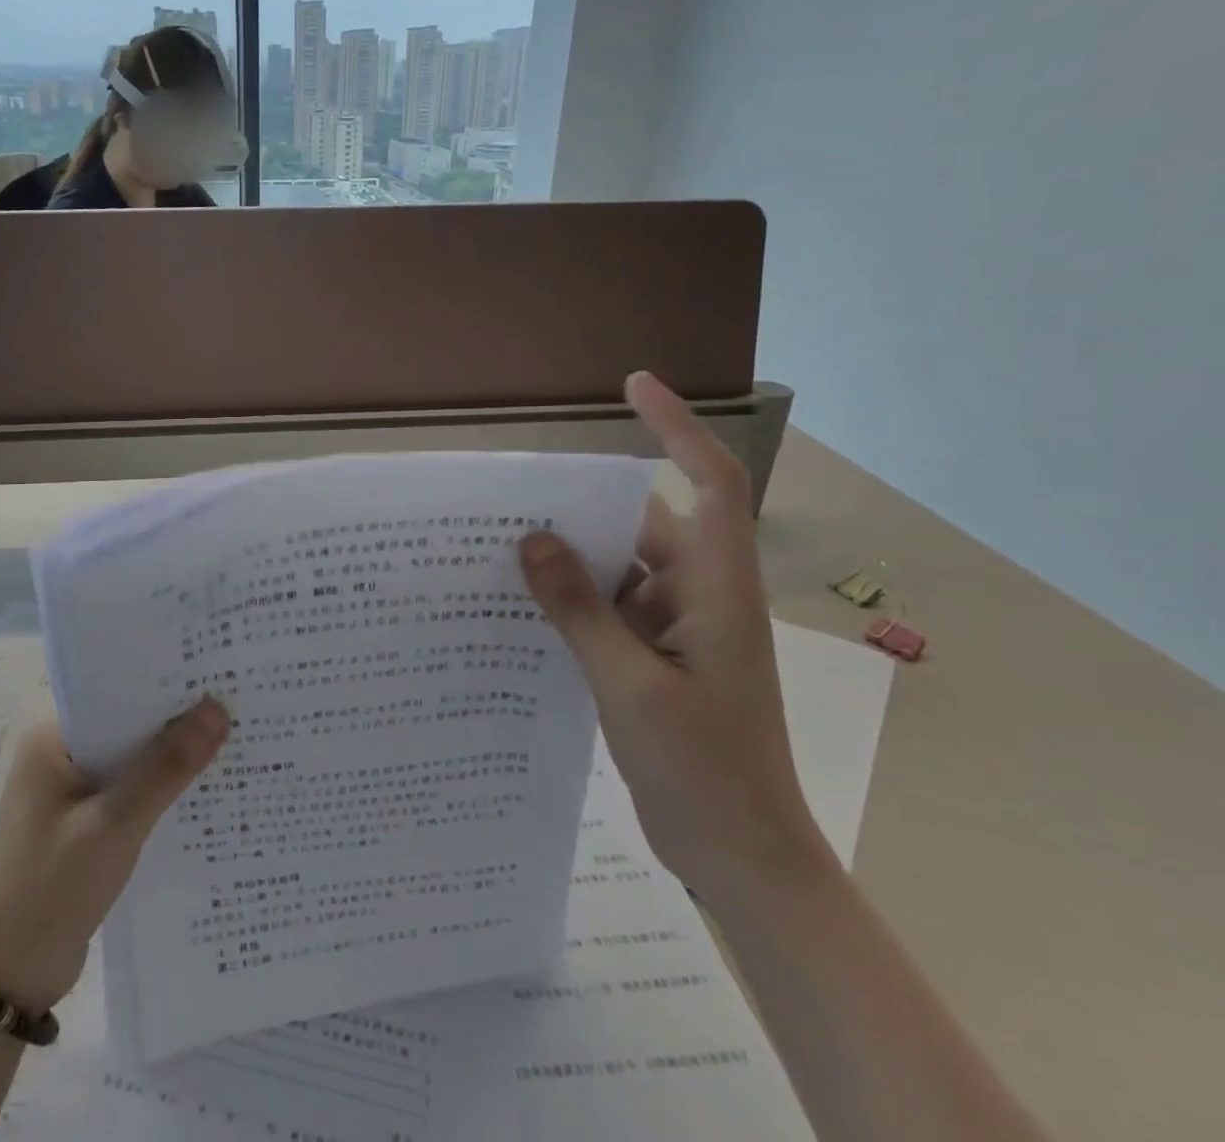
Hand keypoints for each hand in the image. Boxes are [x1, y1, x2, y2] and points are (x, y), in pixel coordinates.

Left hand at [0, 697, 228, 1012]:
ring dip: (171, 756)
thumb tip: (218, 708)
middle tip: (237, 702)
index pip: (117, 692)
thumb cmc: (51, 891)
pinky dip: (159, 789)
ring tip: (233, 737)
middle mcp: (59, 753)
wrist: (7, 982)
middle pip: (127, 723)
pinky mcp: (84, 821)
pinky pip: (129, 789)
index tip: (217, 672)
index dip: (166, 682)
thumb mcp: (115, 825)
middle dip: (176, 719)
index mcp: (51, 737)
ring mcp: (70, 789)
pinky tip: (203, 789)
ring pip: (132, 758)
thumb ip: (167, 768)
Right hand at [518, 371, 834, 904]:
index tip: (632, 384)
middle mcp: (699, 593)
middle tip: (512, 491)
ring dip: (570, 557)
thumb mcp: (630, 685)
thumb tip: (532, 539)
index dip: (677, 427)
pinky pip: (608, 607)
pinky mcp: (656, 657)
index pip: (708, 482)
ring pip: (618, 567)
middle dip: (583, 504)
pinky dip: (571, 598)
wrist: (741, 857)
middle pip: (642, 522)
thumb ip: (580, 609)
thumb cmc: (704, 770)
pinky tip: (520, 602)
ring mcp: (678, 627)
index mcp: (716, 587)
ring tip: (500, 543)